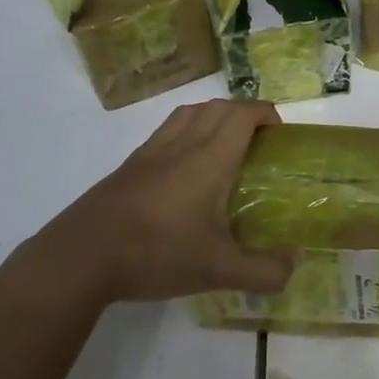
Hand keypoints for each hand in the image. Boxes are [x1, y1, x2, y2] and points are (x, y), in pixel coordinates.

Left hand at [24, 100, 298, 307]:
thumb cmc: (156, 254)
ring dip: (214, 117)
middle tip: (259, 143)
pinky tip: (186, 168)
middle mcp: (182, 145)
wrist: (80, 257)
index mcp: (209, 159)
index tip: (280, 135)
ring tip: (226, 146)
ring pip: (189, 113)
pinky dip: (187, 131)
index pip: (243, 114)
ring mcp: (151, 152)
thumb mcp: (218, 271)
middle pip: (218, 106)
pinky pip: (166, 130)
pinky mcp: (129, 165)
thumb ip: (265, 271)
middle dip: (245, 113)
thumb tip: (298, 261)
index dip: (266, 114)